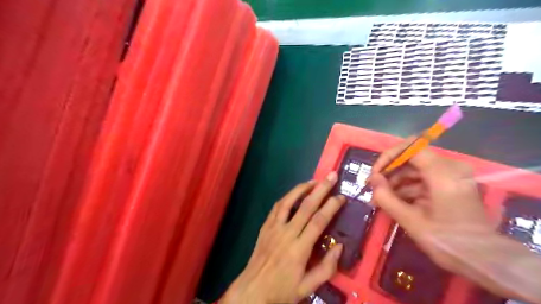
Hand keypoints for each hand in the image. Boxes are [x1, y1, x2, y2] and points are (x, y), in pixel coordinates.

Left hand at [220, 172, 343, 302]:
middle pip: (306, 206)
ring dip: (302, 188)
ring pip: (288, 202)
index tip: (341, 196)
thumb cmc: (281, 290)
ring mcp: (274, 228)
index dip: (331, 206)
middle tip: (331, 176)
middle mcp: (286, 234)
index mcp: (299, 249)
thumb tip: (340, 247)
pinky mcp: (265, 227)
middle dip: (320, 189)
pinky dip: (287, 197)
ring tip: (314, 181)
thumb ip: (326, 268)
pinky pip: (276, 207)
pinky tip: (295, 193)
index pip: (318, 221)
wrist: (252, 290)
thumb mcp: (307, 287)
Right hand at [371, 139, 493, 271]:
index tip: (375, 175)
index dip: (388, 157)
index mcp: (443, 173)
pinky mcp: (449, 183)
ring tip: (379, 199)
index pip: (410, 148)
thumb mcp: (410, 220)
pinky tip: (393, 202)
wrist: (483, 259)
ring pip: (414, 169)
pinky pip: (422, 178)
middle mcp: (450, 167)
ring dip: (395, 182)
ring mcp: (451, 175)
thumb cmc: (446, 240)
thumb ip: (386, 197)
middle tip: (373, 188)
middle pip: (411, 158)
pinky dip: (406, 187)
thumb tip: (373, 179)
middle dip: (389, 172)